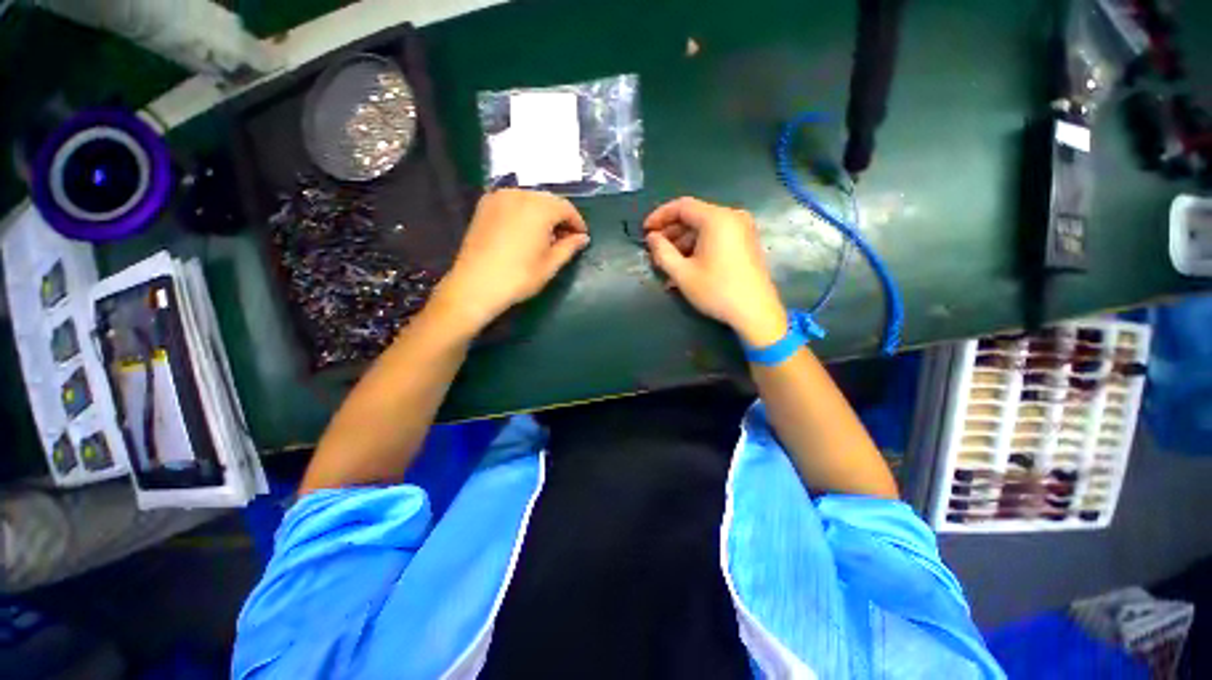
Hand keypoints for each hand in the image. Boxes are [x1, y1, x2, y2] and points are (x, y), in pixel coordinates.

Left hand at [431, 189, 589, 333]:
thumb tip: (583, 238)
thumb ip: (569, 247)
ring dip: (542, 214)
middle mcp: (519, 194)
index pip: (566, 208)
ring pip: (530, 199)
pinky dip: (524, 212)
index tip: (582, 237)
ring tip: (546, 236)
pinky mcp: (485, 205)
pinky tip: (525, 231)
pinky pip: (513, 202)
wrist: (475, 285)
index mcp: (539, 208)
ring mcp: (499, 197)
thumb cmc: (519, 277)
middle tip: (565, 238)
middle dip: (560, 217)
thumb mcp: (550, 265)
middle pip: (548, 200)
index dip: (577, 222)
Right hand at [644, 197, 787, 346]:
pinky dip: (698, 248)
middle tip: (655, 251)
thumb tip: (652, 238)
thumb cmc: (716, 290)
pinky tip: (685, 267)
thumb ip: (662, 252)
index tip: (645, 231)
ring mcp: (742, 230)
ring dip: (683, 244)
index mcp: (717, 219)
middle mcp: (732, 217)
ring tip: (667, 264)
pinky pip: (716, 238)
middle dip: (671, 233)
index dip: (660, 216)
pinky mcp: (746, 243)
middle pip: (694, 217)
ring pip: (704, 229)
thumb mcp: (682, 273)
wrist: (755, 312)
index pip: (682, 206)